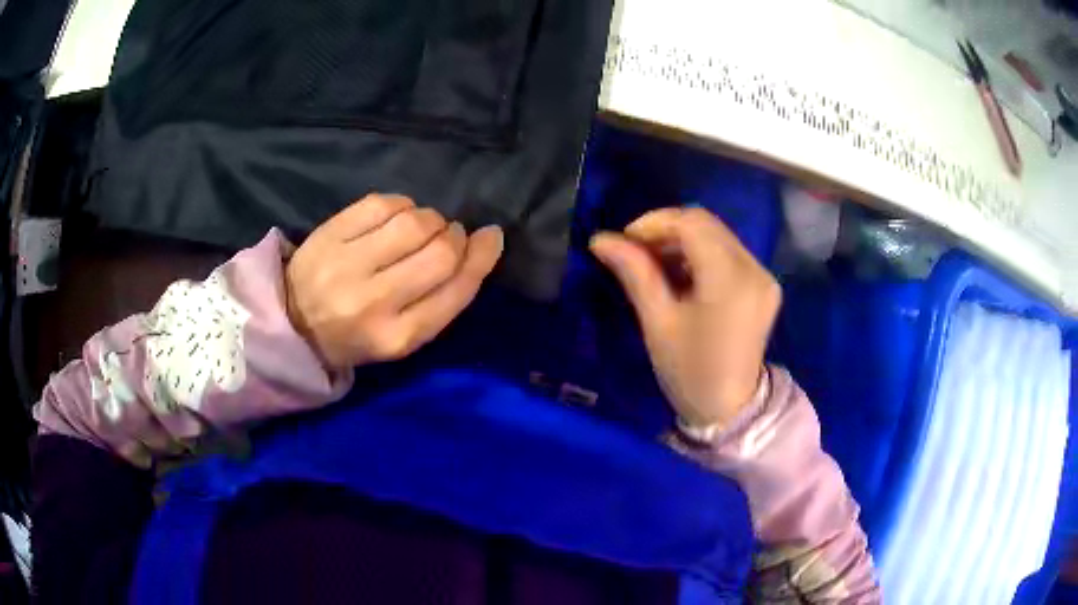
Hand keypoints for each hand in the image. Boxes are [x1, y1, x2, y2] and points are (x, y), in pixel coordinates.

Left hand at [286, 194, 503, 368]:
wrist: (291, 323)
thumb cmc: (356, 335)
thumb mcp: (402, 337)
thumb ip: (442, 299)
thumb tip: (483, 243)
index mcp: (397, 338)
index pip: (455, 291)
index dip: (481, 258)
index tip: (491, 238)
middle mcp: (373, 303)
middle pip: (439, 254)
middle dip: (456, 237)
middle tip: (450, 235)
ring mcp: (346, 265)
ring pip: (414, 223)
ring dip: (431, 219)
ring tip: (423, 227)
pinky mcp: (329, 235)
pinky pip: (382, 204)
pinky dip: (402, 204)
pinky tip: (397, 216)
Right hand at [590, 208, 780, 427]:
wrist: (729, 410)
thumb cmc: (689, 372)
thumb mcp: (657, 323)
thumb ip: (634, 272)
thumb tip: (600, 239)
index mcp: (730, 280)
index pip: (692, 223)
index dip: (654, 223)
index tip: (624, 241)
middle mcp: (754, 269)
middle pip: (706, 224)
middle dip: (666, 230)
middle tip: (634, 252)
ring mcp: (763, 276)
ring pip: (717, 235)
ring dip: (682, 241)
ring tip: (652, 264)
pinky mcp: (763, 284)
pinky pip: (727, 252)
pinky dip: (699, 254)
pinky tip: (679, 274)